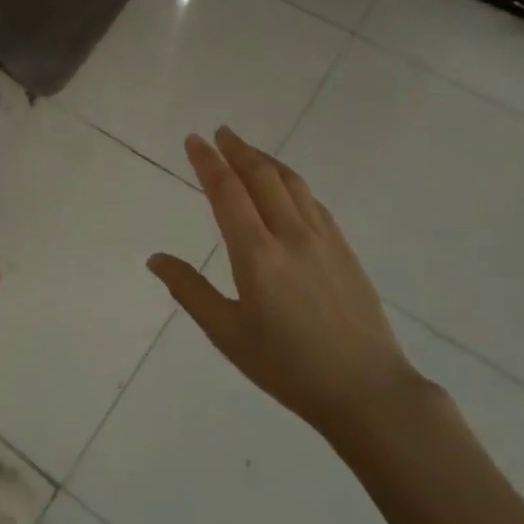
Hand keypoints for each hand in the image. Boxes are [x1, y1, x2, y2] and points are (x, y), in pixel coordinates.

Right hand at [148, 127, 424, 437]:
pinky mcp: (344, 249)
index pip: (227, 192)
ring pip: (291, 182)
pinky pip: (312, 200)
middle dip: (237, 150)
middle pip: (261, 176)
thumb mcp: (228, 334)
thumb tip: (156, 258)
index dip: (207, 162)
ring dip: (265, 160)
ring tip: (247, 150)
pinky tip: (286, 186)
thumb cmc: (288, 367)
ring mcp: (323, 238)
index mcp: (257, 254)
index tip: (193, 140)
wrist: (367, 390)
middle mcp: (290, 235)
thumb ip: (190, 290)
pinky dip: (291, 182)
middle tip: (219, 133)